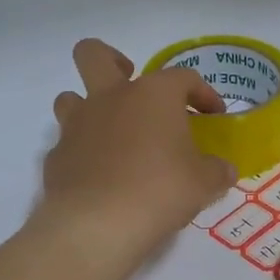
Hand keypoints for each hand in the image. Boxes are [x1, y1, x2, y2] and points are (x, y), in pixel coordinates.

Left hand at [39, 39, 237, 271]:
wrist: (97, 224)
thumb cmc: (160, 190)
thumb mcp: (203, 183)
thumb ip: (216, 171)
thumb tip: (223, 170)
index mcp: (152, 95)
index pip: (183, 77)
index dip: (202, 93)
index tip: (213, 115)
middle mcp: (110, 98)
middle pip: (95, 55)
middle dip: (112, 61)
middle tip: (131, 86)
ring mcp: (77, 126)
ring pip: (70, 97)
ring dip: (89, 109)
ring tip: (111, 135)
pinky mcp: (56, 157)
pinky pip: (67, 145)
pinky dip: (83, 155)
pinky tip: (99, 178)